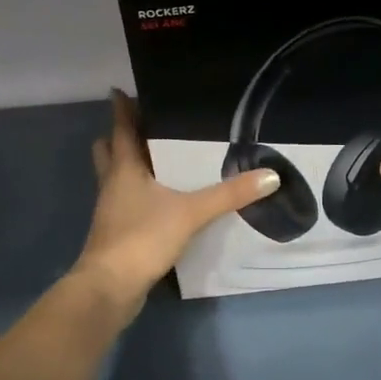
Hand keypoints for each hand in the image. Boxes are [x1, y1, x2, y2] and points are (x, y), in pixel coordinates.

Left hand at [70, 91, 281, 313]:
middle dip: (121, 136)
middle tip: (147, 126)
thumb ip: (229, 194)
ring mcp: (111, 209)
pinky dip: (139, 193)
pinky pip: (125, 201)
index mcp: (124, 168)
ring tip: (160, 158)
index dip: (121, 108)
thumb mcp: (191, 212)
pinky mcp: (116, 232)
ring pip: (116, 176)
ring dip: (130, 165)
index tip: (121, 90)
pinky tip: (163, 199)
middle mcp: (113, 183)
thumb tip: (270, 176)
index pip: (120, 128)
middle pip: (109, 150)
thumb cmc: (143, 237)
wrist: (110, 289)